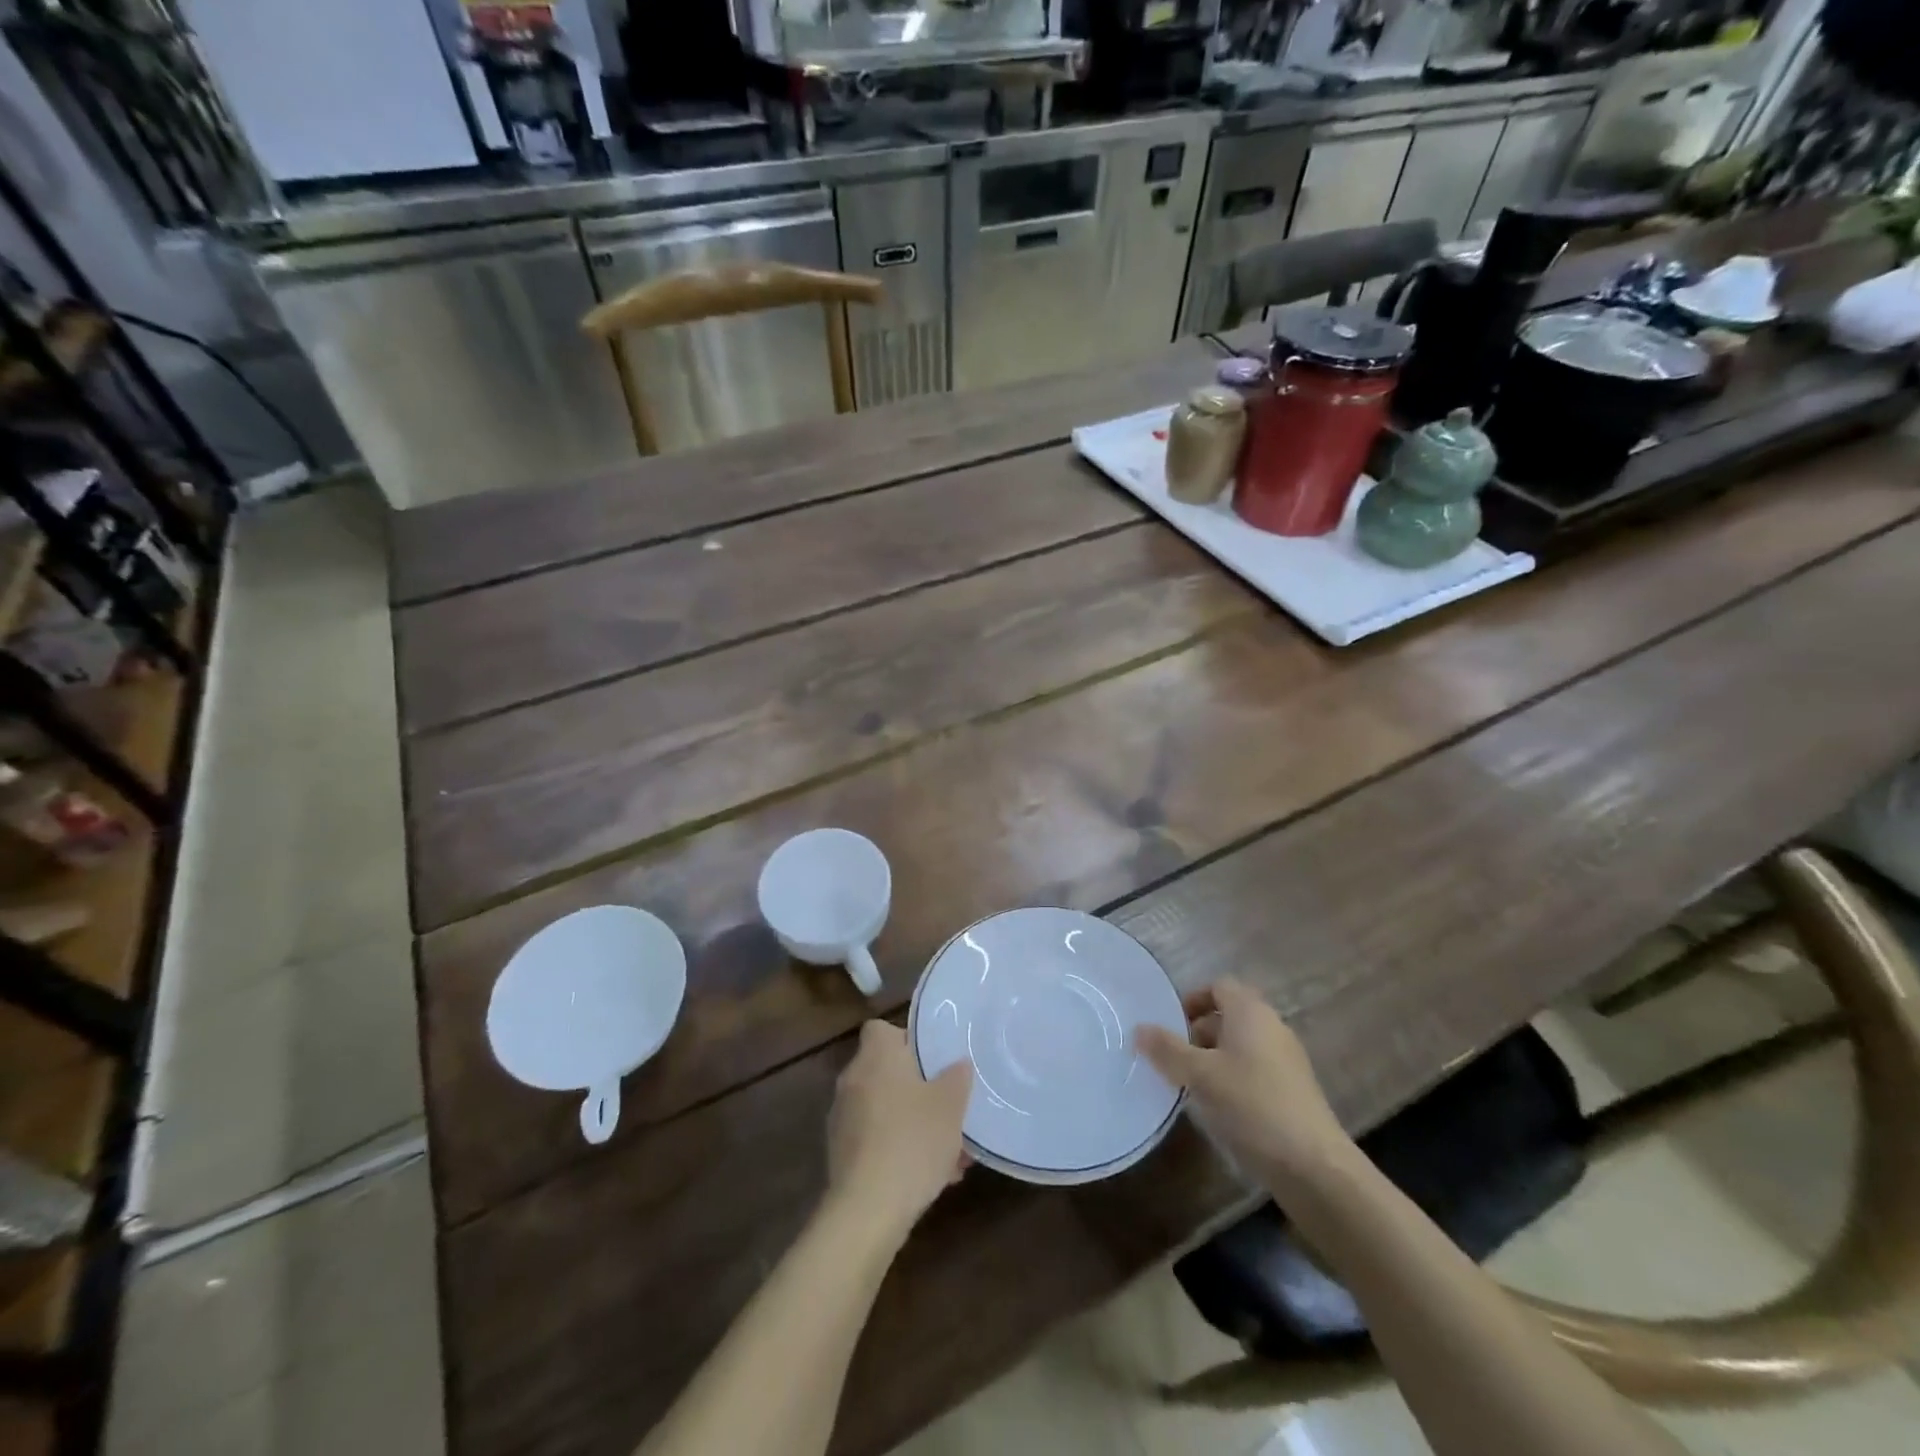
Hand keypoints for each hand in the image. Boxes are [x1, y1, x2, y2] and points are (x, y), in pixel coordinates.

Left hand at [826, 1021, 972, 1238]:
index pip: (881, 1029)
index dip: (906, 1039)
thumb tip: (958, 1064)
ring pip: (885, 1108)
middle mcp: (853, 1080)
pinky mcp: (841, 1154)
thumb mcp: (950, 1105)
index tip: (931, 1058)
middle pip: (886, 1071)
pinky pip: (877, 1139)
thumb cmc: (912, 1141)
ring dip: (912, 1122)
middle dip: (917, 1087)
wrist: (868, 1210)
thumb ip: (957, 1078)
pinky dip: (899, 1148)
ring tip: (949, 1150)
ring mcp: (843, 1118)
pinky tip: (931, 1176)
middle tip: (947, 1105)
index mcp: (876, 1057)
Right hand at [1136, 978, 1353, 1190]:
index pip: (1218, 986)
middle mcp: (1271, 1027)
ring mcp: (1286, 1060)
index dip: (1191, 1000)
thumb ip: (1167, 1050)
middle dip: (1197, 1032)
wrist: (1313, 1166)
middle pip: (1228, 1016)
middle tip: (1172, 1057)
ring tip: (1189, 1085)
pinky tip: (1217, 1108)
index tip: (1169, 1024)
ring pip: (1240, 1046)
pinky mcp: (1293, 1091)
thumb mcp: (1199, 1075)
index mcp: (1250, 1012)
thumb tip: (1139, 1029)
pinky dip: (1232, 1079)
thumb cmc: (1251, 1105)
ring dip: (1212, 1059)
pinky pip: (1254, 1071)